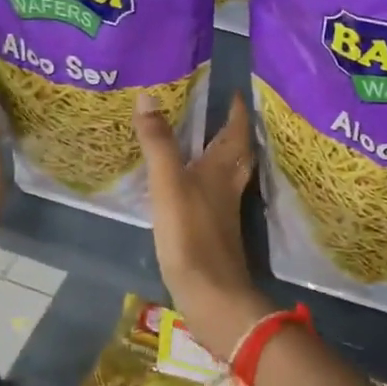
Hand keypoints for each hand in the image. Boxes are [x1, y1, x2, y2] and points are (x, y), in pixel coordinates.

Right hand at [134, 90, 269, 358]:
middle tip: (223, 114)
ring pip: (228, 175)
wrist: (210, 293)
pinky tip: (191, 187)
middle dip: (234, 133)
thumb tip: (148, 96)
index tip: (236, 92)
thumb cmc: (191, 234)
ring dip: (222, 157)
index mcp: (222, 170)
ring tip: (205, 144)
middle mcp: (228, 187)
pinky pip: (214, 195)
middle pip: (238, 154)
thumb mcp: (168, 183)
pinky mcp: (213, 232)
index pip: (236, 132)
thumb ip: (159, 143)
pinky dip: (207, 182)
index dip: (237, 112)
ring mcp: (223, 212)